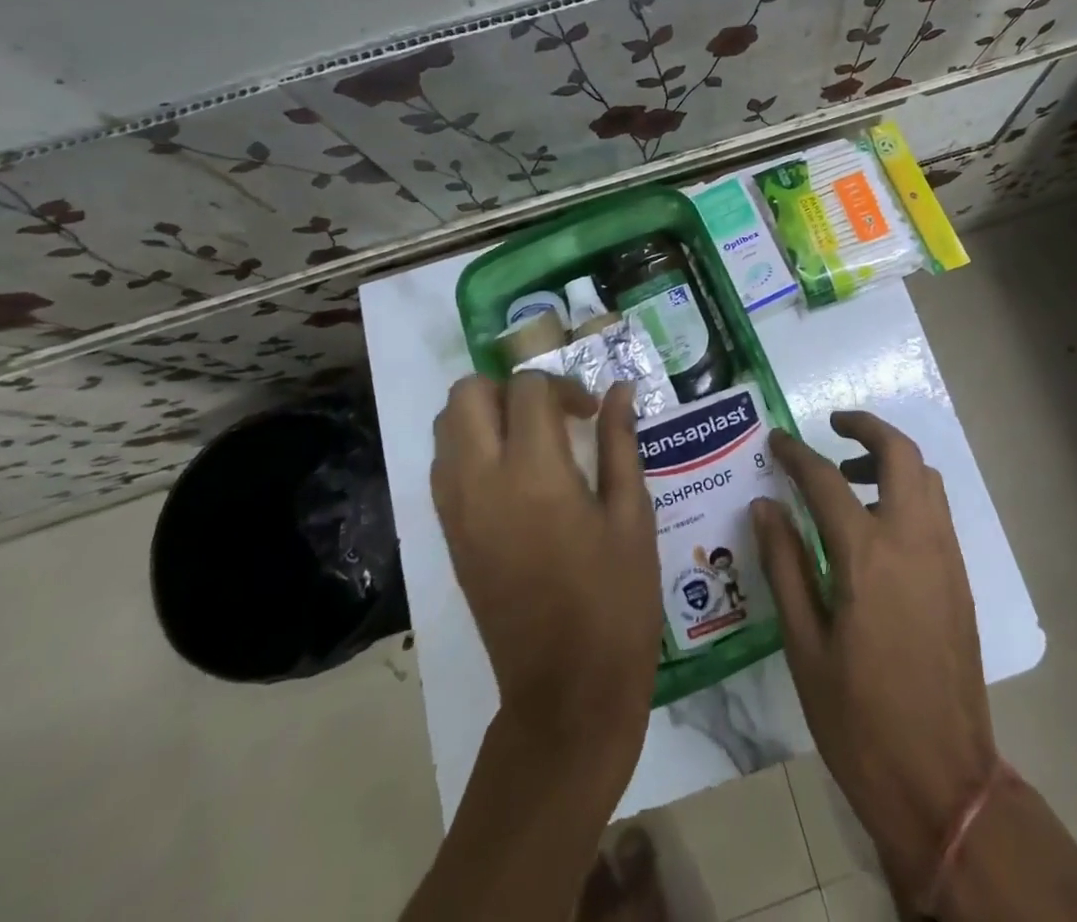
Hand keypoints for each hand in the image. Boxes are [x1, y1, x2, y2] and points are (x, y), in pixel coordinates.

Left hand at [432, 375, 661, 769]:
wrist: (566, 689)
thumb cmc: (615, 598)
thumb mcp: (632, 513)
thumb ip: (621, 442)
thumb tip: (621, 390)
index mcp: (534, 473)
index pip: (529, 390)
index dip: (565, 388)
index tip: (592, 414)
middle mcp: (482, 481)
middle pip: (467, 394)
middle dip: (509, 388)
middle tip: (551, 414)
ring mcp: (456, 510)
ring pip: (446, 427)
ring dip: (485, 414)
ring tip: (531, 439)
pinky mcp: (448, 536)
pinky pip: (444, 466)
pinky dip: (470, 448)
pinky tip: (513, 474)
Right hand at [752, 412, 996, 902]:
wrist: (943, 780)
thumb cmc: (860, 720)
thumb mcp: (805, 646)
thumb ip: (785, 566)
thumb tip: (765, 506)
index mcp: (867, 555)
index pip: (824, 479)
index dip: (796, 453)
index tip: (776, 441)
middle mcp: (913, 539)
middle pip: (899, 453)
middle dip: (866, 427)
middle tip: (833, 426)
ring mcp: (944, 556)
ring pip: (925, 476)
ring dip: (890, 458)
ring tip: (850, 477)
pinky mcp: (959, 577)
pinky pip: (936, 508)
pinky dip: (908, 490)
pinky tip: (878, 524)